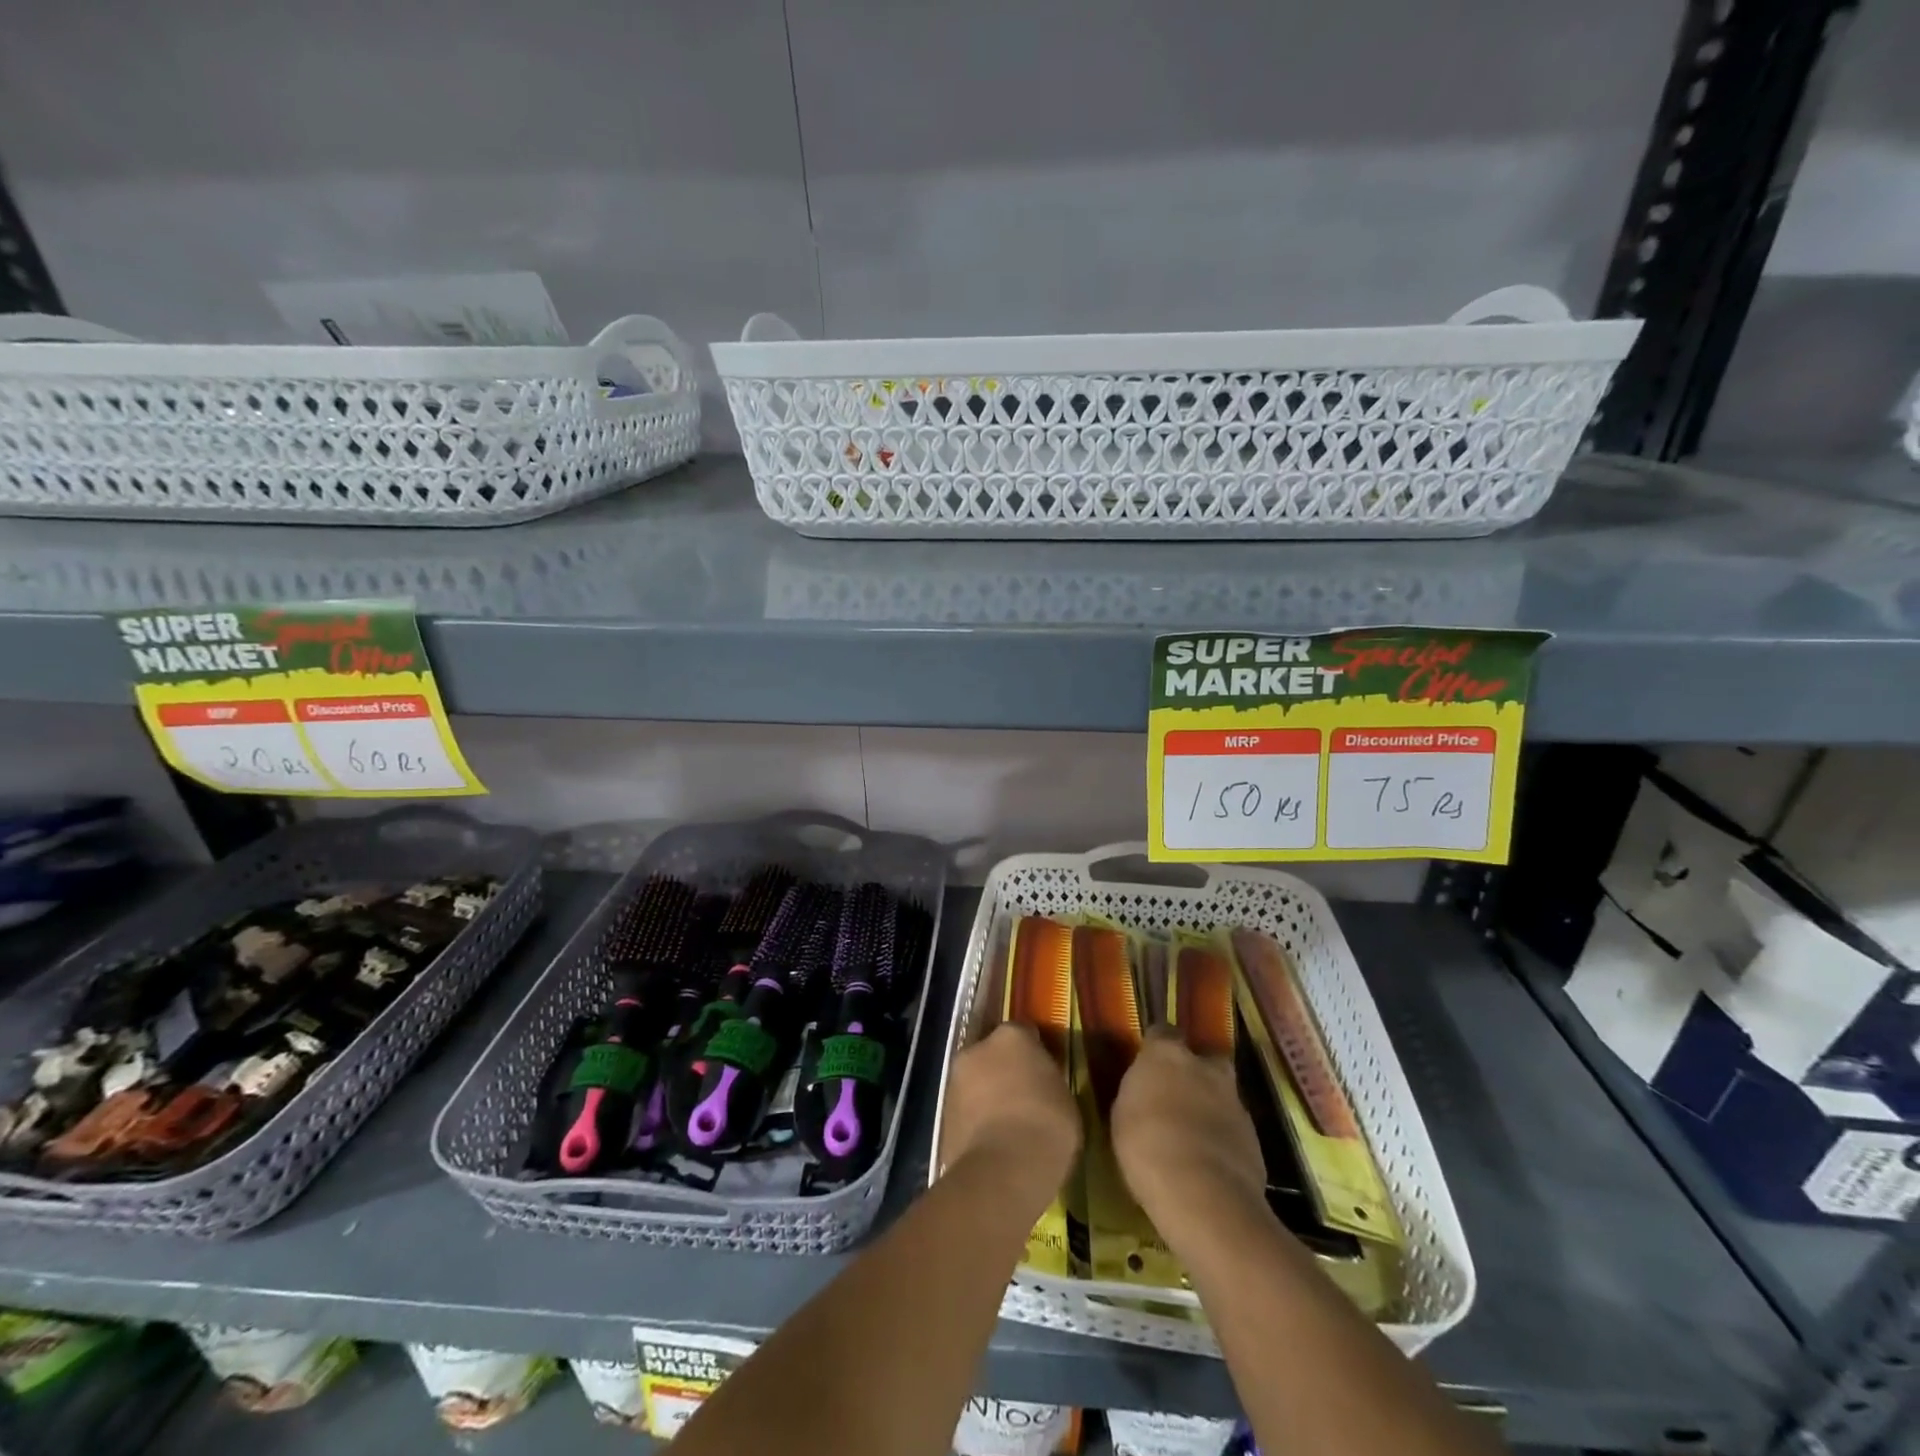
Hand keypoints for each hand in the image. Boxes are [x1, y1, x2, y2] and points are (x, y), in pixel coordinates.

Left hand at [938, 1023, 1080, 1211]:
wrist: (1003, 1171)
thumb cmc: (1046, 1126)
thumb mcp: (1063, 1097)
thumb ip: (1046, 1081)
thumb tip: (1040, 1085)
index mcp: (1011, 1037)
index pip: (1024, 1034)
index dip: (1034, 1053)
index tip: (1044, 1073)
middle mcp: (977, 1049)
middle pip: (993, 1054)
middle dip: (1004, 1070)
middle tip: (1024, 1097)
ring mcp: (955, 1080)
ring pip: (975, 1081)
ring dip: (987, 1095)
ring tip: (1007, 1125)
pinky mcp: (942, 1114)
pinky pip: (966, 1110)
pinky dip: (976, 1120)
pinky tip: (992, 1143)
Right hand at [1111, 1027, 1265, 1240]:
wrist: (1202, 1194)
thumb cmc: (1146, 1146)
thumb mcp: (1122, 1114)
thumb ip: (1140, 1093)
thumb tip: (1146, 1091)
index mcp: (1167, 1054)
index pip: (1162, 1033)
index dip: (1156, 1048)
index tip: (1148, 1066)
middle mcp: (1205, 1068)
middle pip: (1205, 1058)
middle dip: (1196, 1072)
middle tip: (1179, 1095)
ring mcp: (1234, 1101)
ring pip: (1222, 1094)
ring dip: (1211, 1107)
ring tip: (1193, 1137)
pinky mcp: (1254, 1137)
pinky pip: (1233, 1129)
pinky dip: (1223, 1138)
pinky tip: (1209, 1161)